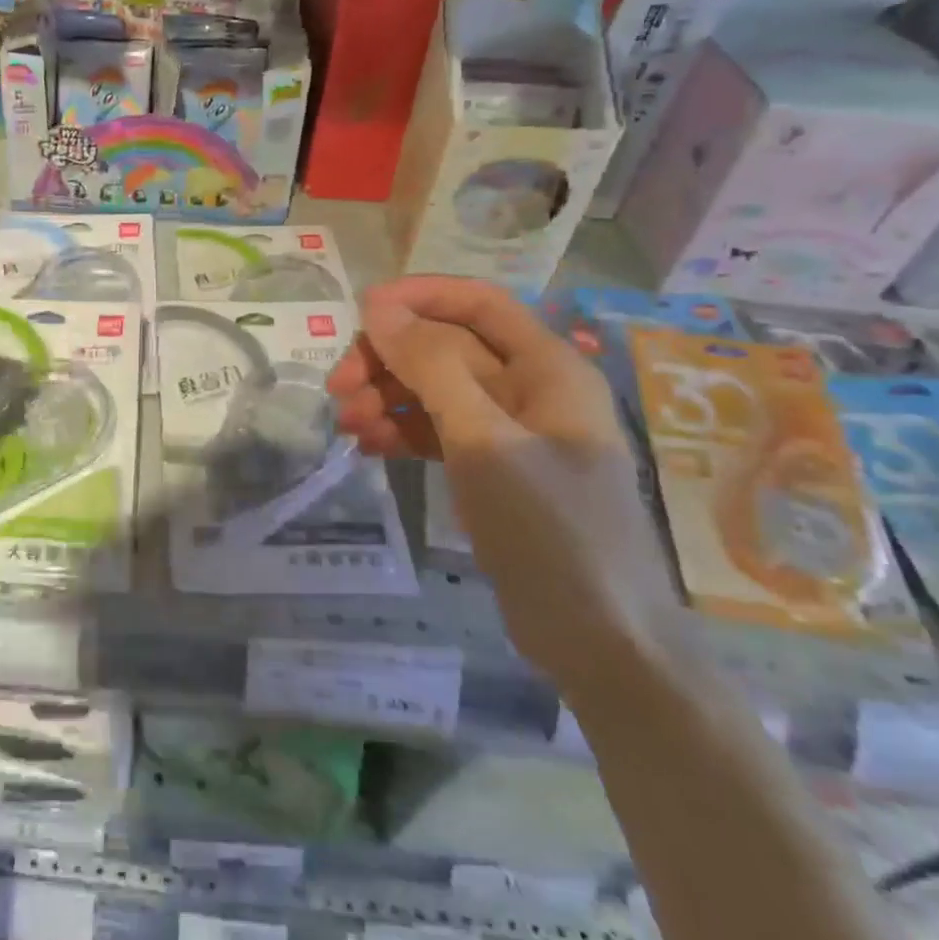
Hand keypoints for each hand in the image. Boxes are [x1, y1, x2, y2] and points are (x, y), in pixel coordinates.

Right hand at [327, 276, 685, 687]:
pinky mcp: (493, 471)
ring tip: (347, 425)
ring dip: (387, 398)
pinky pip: (438, 431)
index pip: (477, 303)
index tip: (360, 311)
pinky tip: (369, 447)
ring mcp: (510, 432)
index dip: (418, 296)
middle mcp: (530, 389)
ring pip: (436, 390)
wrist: (600, 642)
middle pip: (446, 348)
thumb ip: (431, 366)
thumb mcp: (482, 439)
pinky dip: (402, 432)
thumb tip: (379, 307)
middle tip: (338, 386)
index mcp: (547, 368)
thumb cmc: (550, 528)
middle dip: (389, 360)